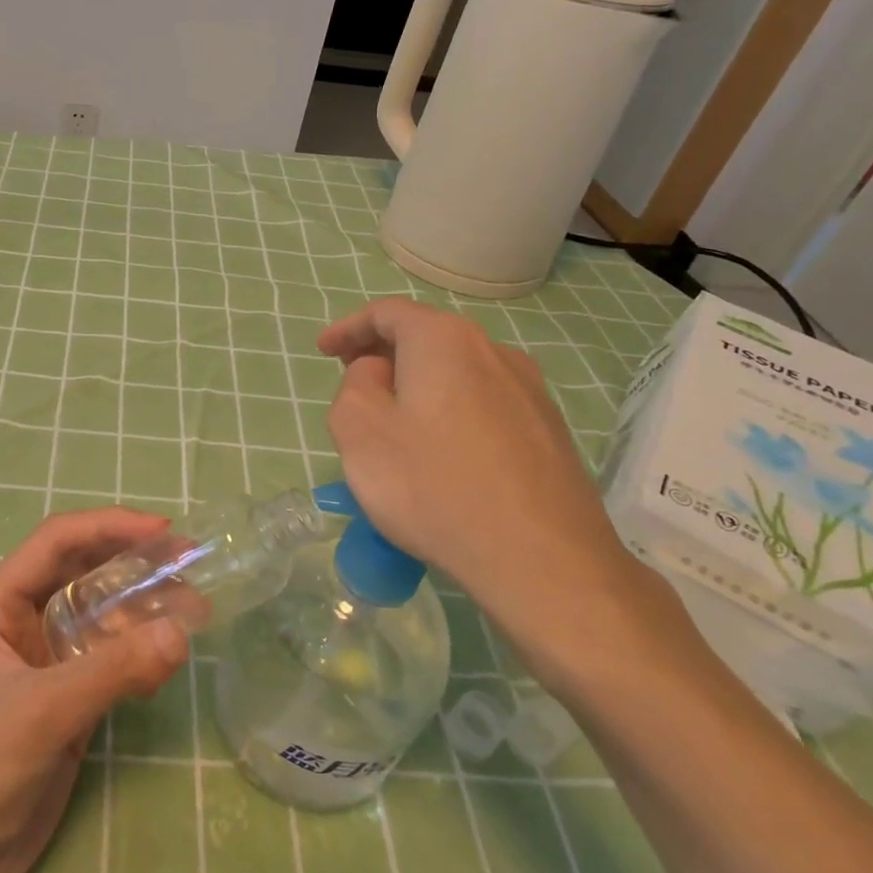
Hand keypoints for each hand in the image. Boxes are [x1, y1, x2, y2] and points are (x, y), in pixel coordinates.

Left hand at [0, 506, 189, 872]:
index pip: (57, 542)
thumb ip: (112, 670)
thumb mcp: (41, 711)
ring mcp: (46, 662)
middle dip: (135, 564)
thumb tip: (182, 632)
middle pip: (85, 572)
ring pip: (103, 615)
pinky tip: (167, 662)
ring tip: (196, 611)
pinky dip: (140, 652)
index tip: (163, 531)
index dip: (109, 526)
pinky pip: (111, 658)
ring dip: (145, 608)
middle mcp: (22, 622)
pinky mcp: (66, 699)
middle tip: (191, 564)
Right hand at [319, 297, 692, 690]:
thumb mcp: (359, 431)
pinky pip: (484, 408)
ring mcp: (530, 391)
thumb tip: (379, 373)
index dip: (349, 327)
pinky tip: (442, 459)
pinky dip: (451, 416)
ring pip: (457, 375)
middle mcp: (493, 351)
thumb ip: (354, 386)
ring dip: (419, 389)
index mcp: (443, 340)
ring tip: (396, 429)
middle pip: (426, 339)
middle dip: (383, 357)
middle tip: (354, 387)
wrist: (542, 560)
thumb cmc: (433, 486)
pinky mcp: (549, 432)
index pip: (387, 312)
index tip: (323, 351)